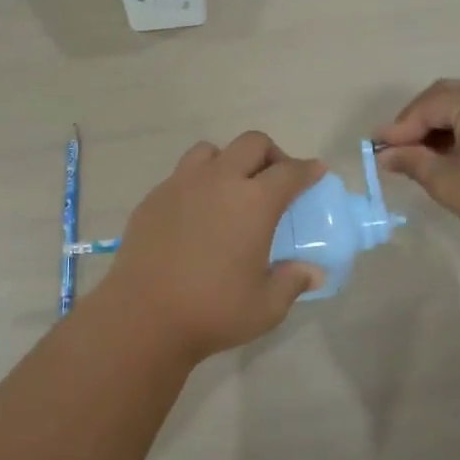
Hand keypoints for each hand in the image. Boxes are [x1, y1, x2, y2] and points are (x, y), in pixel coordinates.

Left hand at [97, 132, 326, 362]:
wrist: (143, 316)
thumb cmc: (213, 311)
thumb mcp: (266, 306)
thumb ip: (293, 282)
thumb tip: (312, 272)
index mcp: (253, 202)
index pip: (289, 172)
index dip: (307, 170)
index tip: (316, 172)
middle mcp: (218, 181)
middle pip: (252, 144)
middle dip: (271, 154)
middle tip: (275, 181)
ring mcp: (180, 185)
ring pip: (210, 151)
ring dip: (229, 161)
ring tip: (231, 191)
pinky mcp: (153, 198)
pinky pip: (181, 175)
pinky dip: (197, 183)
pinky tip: (196, 214)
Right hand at [373, 80, 459, 256]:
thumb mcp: (447, 182)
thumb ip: (412, 162)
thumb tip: (385, 156)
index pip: (427, 106)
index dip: (399, 128)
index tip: (376, 148)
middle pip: (446, 97)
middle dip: (418, 122)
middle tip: (396, 149)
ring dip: (441, 126)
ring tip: (422, 155)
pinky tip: (453, 154)